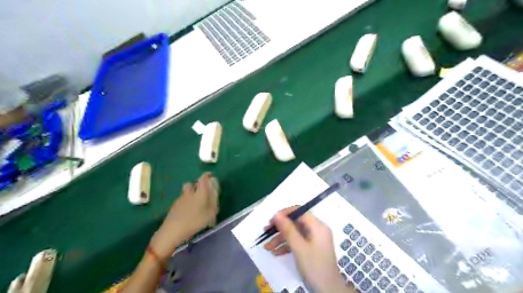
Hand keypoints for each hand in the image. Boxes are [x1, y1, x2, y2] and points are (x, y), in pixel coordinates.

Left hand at [149, 172, 218, 259]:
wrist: (172, 231)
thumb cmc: (195, 221)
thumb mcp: (211, 212)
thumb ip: (214, 200)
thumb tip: (215, 190)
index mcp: (199, 192)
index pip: (203, 178)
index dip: (207, 175)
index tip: (211, 176)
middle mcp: (189, 192)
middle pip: (192, 183)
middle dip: (197, 185)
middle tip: (203, 191)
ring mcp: (180, 199)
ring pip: (186, 192)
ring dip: (191, 193)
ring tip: (196, 203)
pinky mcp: (174, 206)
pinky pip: (182, 200)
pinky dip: (186, 202)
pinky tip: (189, 211)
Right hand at [266, 206, 350, 292]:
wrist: (328, 290)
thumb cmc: (314, 266)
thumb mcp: (299, 247)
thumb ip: (288, 229)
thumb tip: (277, 214)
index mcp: (317, 225)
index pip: (299, 212)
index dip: (285, 214)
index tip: (272, 220)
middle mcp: (316, 229)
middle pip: (295, 223)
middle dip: (280, 228)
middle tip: (266, 232)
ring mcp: (314, 239)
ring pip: (295, 233)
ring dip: (281, 239)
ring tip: (267, 247)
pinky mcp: (311, 248)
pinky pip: (297, 242)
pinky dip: (287, 246)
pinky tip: (275, 252)